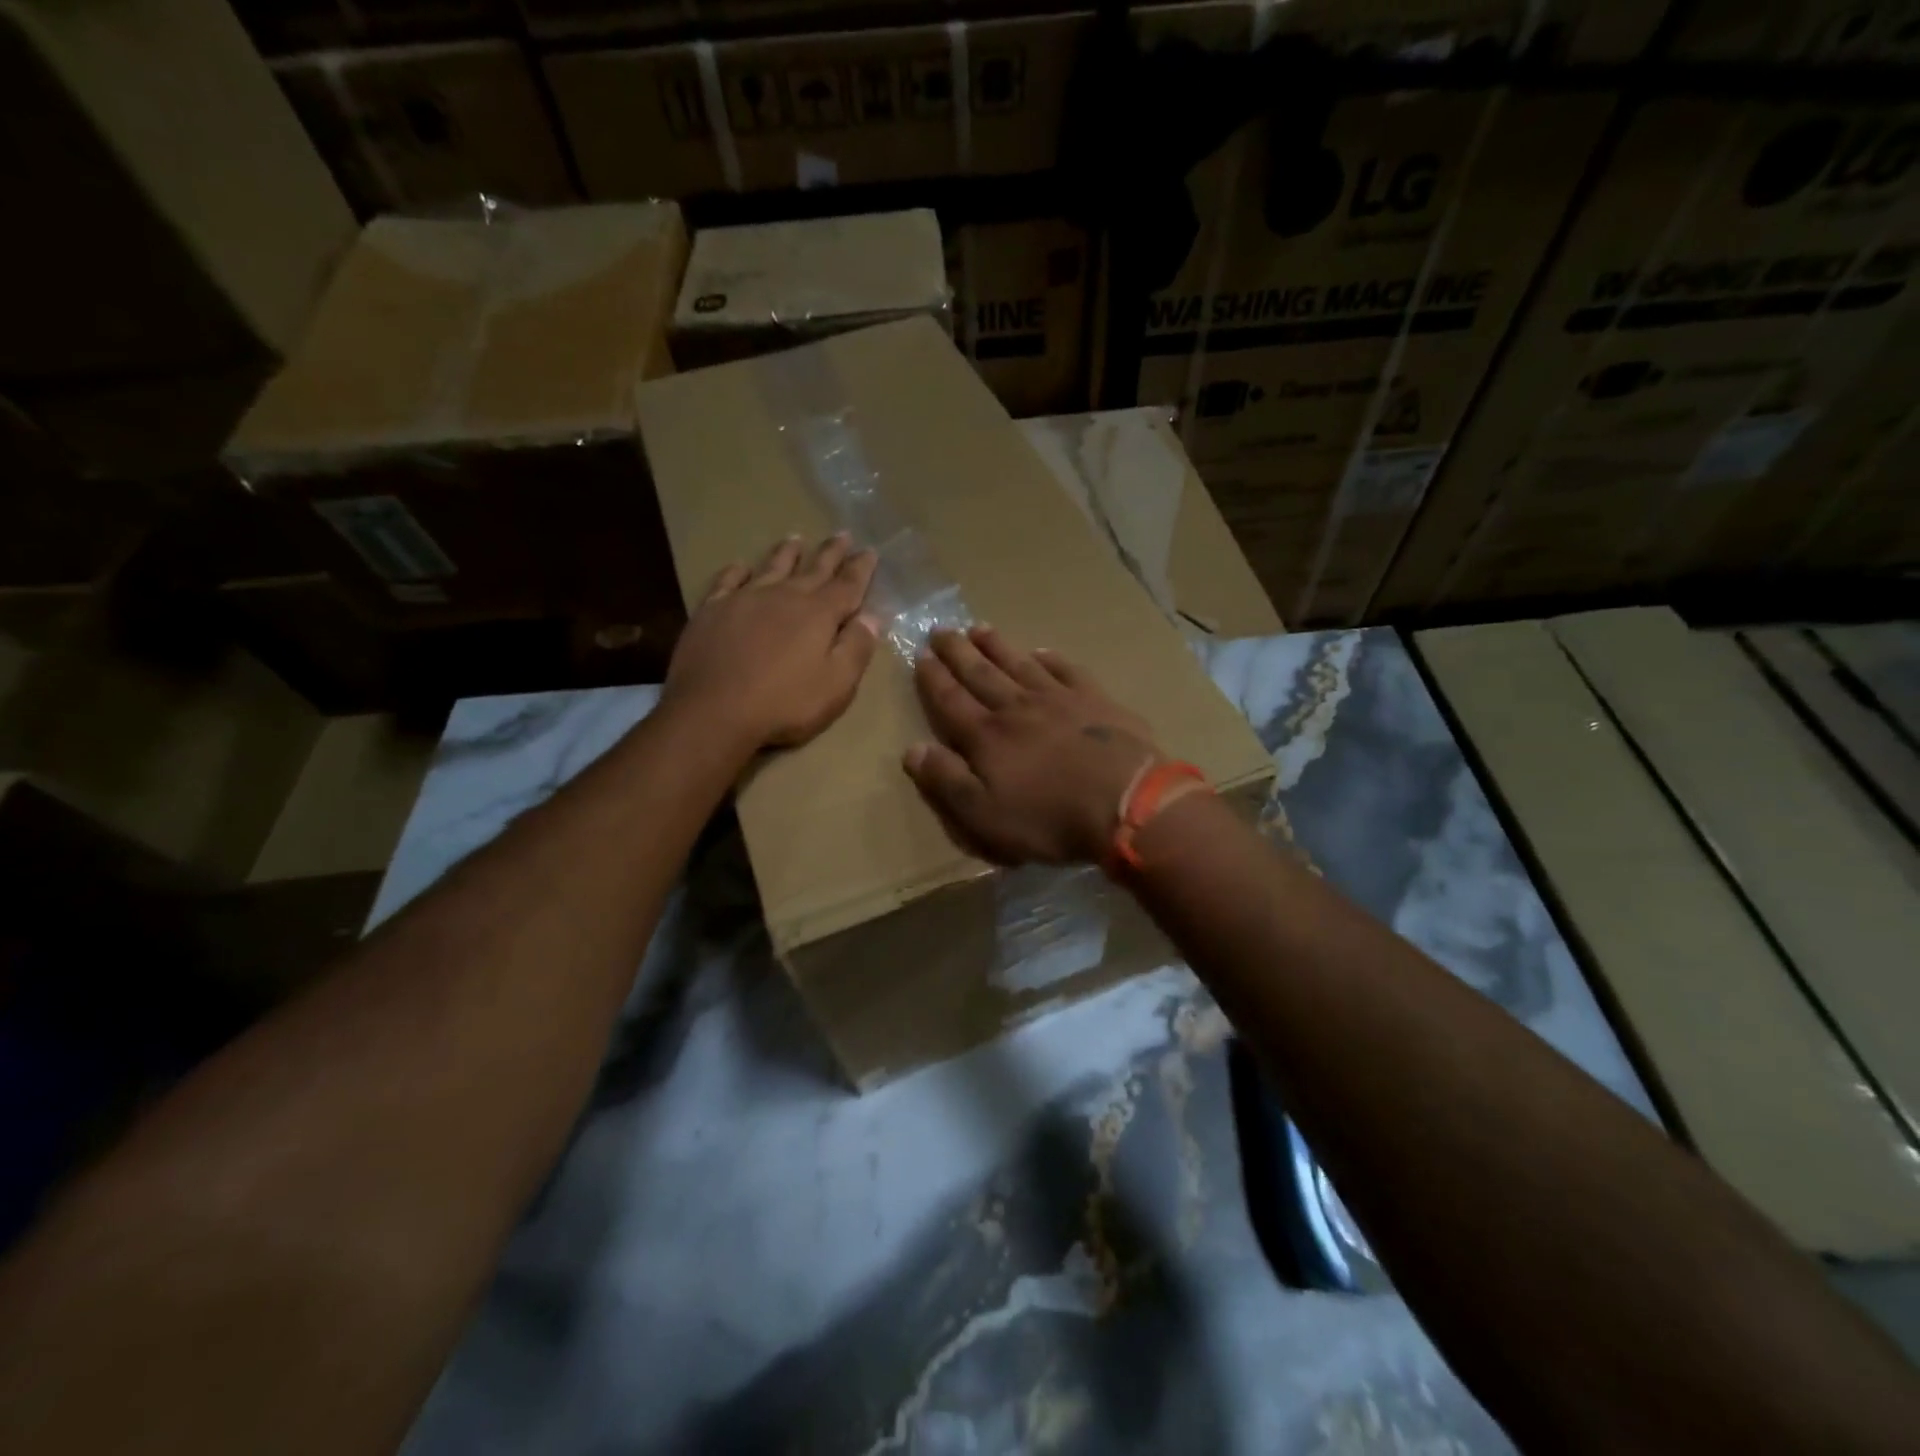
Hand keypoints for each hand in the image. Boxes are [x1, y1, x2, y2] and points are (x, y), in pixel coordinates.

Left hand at [665, 534, 879, 750]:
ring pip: (772, 566)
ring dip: (787, 552)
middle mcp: (784, 596)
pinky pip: (728, 580)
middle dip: (831, 552)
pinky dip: (737, 571)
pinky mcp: (712, 610)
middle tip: (843, 534)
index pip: (847, 585)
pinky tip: (741, 566)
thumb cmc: (784, 704)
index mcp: (819, 614)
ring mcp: (745, 599)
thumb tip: (872, 617)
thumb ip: (856, 648)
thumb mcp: (836, 685)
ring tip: (796, 538)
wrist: (713, 711)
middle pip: (814, 569)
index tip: (870, 551)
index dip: (861, 569)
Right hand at [903, 626, 1164, 864]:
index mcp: (987, 736)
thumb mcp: (984, 814)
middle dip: (958, 652)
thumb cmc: (1048, 818)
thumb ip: (947, 780)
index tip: (920, 655)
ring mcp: (1059, 699)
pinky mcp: (1096, 701)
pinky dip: (1051, 659)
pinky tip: (1042, 652)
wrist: (1125, 802)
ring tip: (979, 628)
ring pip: (1019, 664)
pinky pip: (1067, 671)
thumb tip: (912, 749)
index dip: (933, 678)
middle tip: (941, 629)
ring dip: (997, 646)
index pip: (951, 700)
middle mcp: (1017, 707)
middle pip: (981, 673)